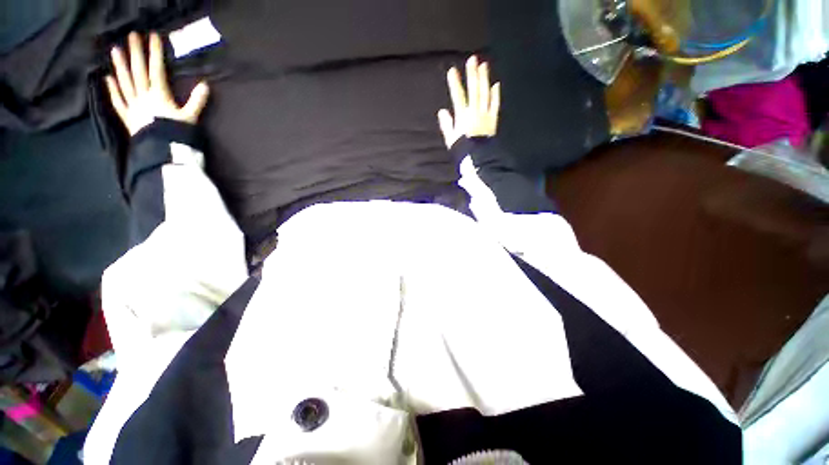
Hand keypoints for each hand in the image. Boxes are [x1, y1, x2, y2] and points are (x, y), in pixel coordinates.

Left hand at [106, 32, 209, 135]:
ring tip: (115, 49)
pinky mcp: (128, 117)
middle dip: (136, 53)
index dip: (155, 53)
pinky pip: (118, 101)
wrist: (163, 153)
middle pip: (138, 72)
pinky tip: (107, 78)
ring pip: (125, 82)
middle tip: (132, 35)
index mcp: (159, 96)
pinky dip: (112, 90)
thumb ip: (197, 101)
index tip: (153, 36)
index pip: (156, 70)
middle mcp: (143, 97)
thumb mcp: (191, 118)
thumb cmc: (178, 135)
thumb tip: (205, 85)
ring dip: (120, 66)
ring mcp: (133, 106)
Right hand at [437, 56, 500, 148]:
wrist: (478, 157)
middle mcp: (475, 112)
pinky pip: (495, 104)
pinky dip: (495, 94)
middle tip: (473, 59)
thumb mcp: (451, 139)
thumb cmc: (462, 149)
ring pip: (485, 93)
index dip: (455, 83)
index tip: (452, 70)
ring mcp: (485, 114)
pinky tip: (496, 84)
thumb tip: (442, 111)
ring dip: (484, 79)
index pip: (458, 96)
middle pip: (474, 90)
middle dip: (472, 74)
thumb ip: (447, 125)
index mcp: (463, 116)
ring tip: (484, 65)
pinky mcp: (493, 119)